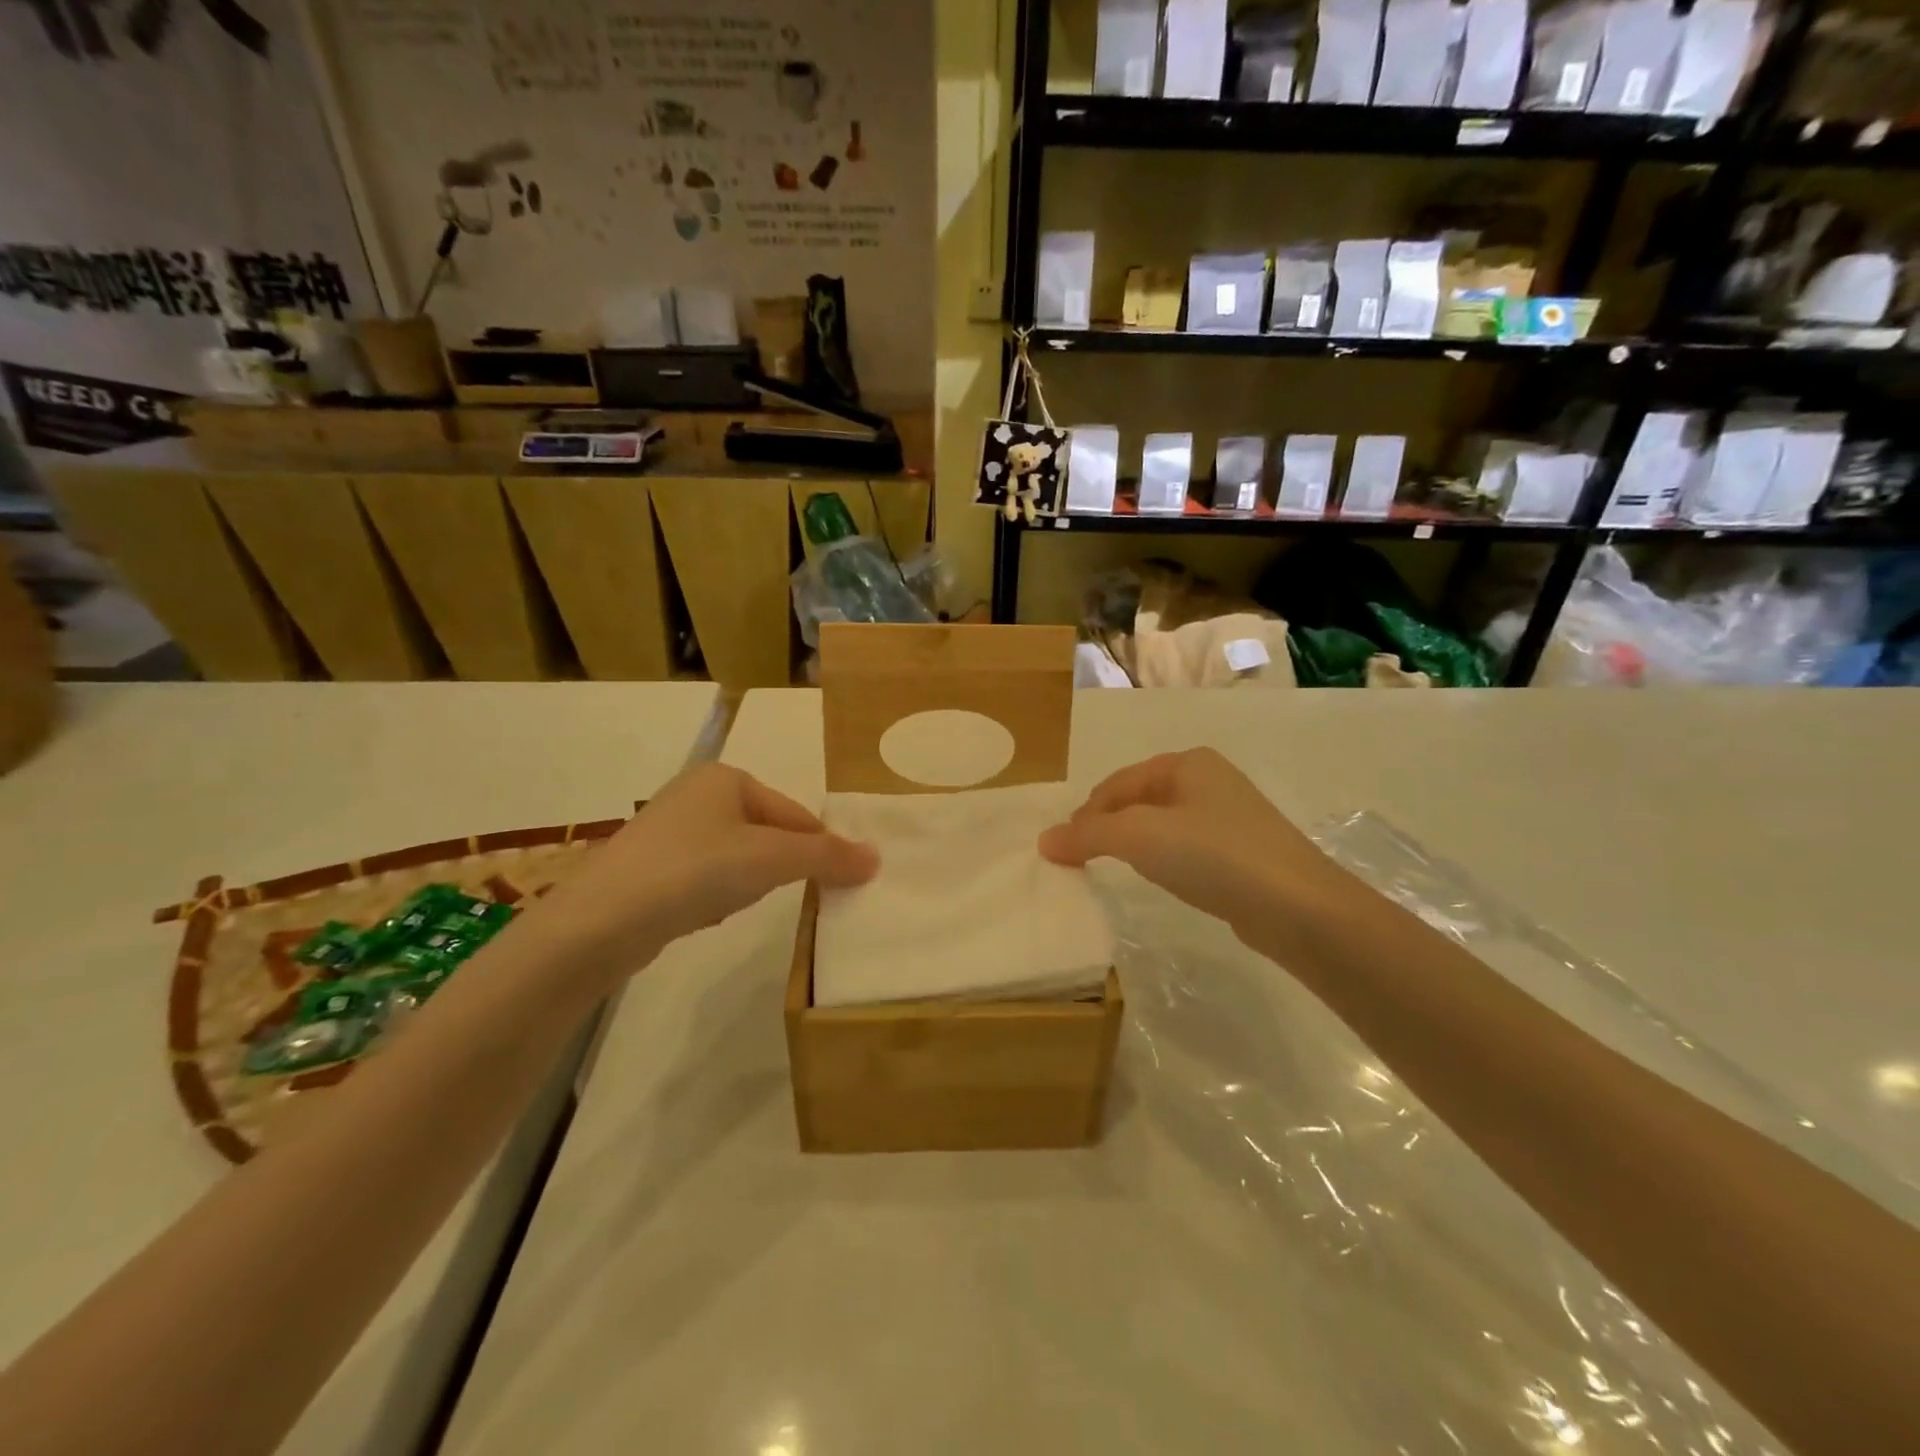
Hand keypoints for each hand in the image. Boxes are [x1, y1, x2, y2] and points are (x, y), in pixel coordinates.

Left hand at [524, 763, 877, 982]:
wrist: (601, 921)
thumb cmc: (696, 871)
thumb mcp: (773, 860)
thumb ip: (828, 857)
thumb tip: (877, 857)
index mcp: (726, 777)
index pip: (794, 812)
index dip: (818, 848)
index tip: (836, 883)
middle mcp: (695, 794)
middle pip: (766, 832)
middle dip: (780, 866)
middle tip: (786, 895)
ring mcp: (668, 831)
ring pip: (736, 856)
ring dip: (749, 882)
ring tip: (738, 905)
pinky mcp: (648, 868)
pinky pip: (704, 876)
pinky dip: (716, 894)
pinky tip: (707, 914)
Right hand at [1039, 748, 1349, 960]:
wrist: (1298, 907)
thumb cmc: (1213, 855)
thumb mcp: (1140, 837)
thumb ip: (1089, 835)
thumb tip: (1044, 840)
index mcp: (1187, 763)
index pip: (1119, 782)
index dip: (1087, 812)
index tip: (1065, 846)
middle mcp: (1210, 781)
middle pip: (1140, 799)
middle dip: (1109, 826)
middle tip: (1084, 857)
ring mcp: (1232, 817)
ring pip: (1164, 824)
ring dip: (1135, 843)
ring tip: (1117, 867)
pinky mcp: (1244, 854)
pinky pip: (1188, 848)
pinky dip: (1165, 859)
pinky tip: (1164, 879)